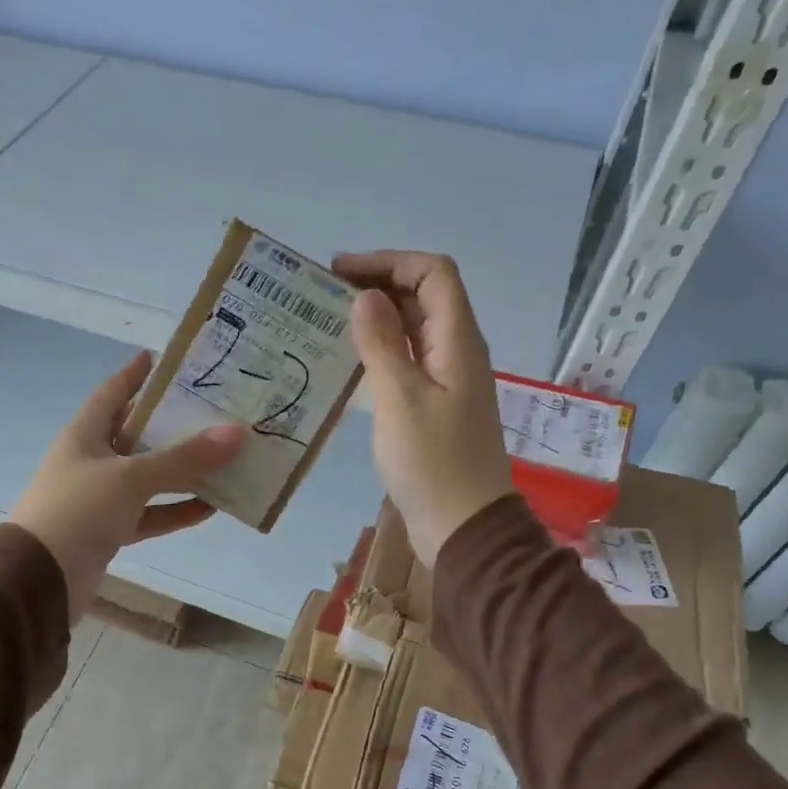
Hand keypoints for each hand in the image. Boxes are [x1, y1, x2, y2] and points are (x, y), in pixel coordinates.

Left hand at [10, 351, 246, 621]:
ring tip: (224, 458)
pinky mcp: (110, 532)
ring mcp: (100, 499)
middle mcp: (91, 461)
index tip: (162, 358)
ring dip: (182, 471)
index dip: (135, 374)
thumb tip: (237, 432)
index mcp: (84, 435)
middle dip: (172, 424)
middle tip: (212, 409)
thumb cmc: (77, 511)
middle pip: (137, 435)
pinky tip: (211, 507)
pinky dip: (176, 510)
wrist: (39, 581)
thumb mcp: (131, 477)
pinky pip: (150, 514)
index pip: (112, 393)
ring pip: (148, 478)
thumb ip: (183, 458)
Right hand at [332, 250, 514, 565]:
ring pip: (413, 331)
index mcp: (458, 341)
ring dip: (376, 320)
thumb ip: (383, 343)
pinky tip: (346, 366)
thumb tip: (366, 296)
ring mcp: (447, 380)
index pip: (433, 273)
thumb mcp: (400, 398)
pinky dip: (379, 353)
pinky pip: (407, 363)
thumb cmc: (432, 462)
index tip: (341, 272)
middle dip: (378, 285)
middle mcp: (457, 352)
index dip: (389, 262)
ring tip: (327, 324)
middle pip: (424, 297)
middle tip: (325, 295)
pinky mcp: (433, 407)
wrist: (462, 526)